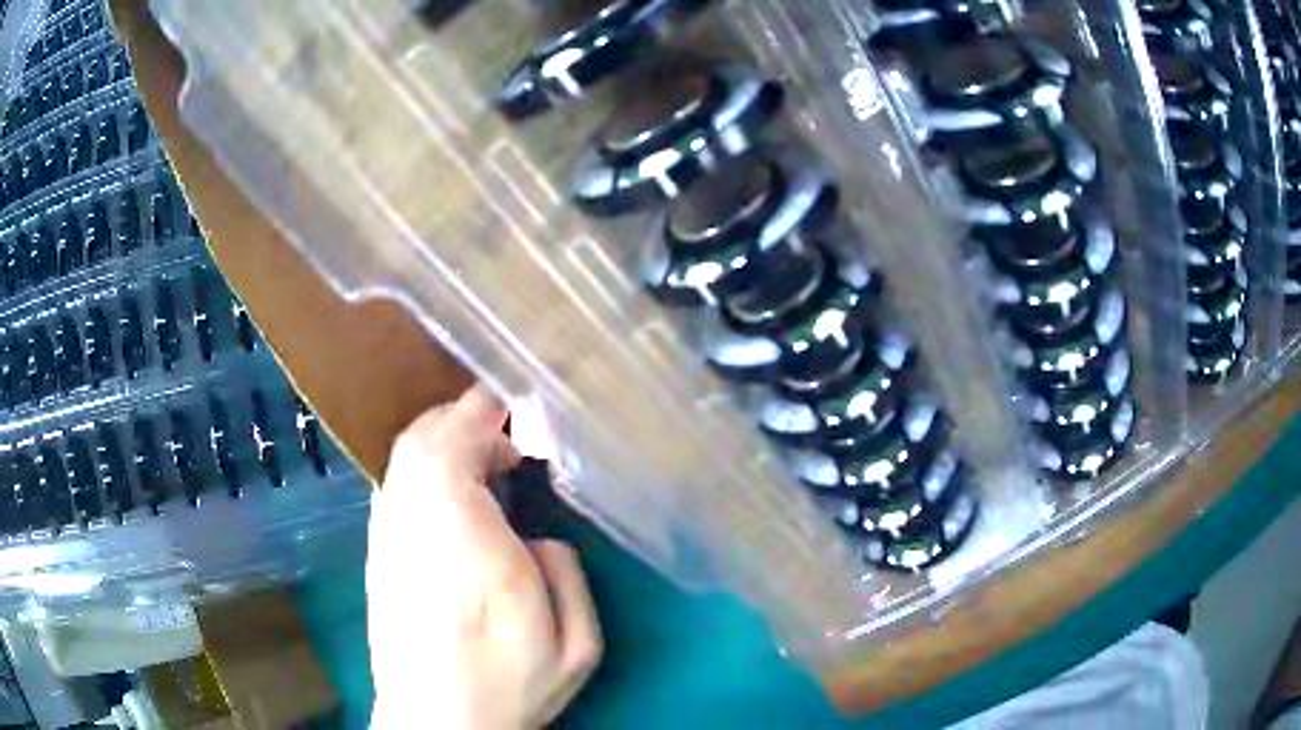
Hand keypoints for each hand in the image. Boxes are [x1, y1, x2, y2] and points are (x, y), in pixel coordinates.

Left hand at [367, 386, 602, 728]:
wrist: (436, 723)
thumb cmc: (507, 688)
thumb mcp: (574, 646)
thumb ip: (567, 576)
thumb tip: (540, 538)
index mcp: (467, 543)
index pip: (457, 445)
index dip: (485, 413)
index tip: (520, 409)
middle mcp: (414, 525)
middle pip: (423, 438)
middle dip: (466, 420)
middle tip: (511, 441)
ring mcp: (388, 536)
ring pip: (404, 457)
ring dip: (444, 441)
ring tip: (489, 465)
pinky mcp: (378, 551)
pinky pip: (396, 484)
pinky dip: (425, 469)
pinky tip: (456, 497)